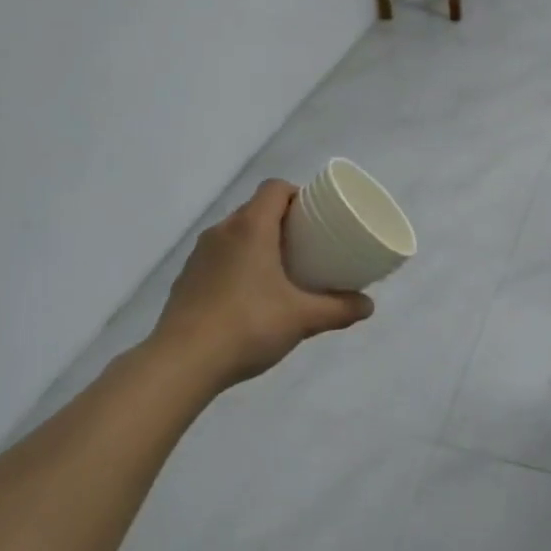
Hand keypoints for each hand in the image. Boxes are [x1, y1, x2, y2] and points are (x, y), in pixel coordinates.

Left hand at [153, 180, 373, 390]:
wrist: (183, 362)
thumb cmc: (248, 326)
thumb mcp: (302, 318)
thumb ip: (338, 309)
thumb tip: (368, 306)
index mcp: (250, 227)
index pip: (275, 188)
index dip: (297, 194)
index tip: (315, 216)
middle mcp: (222, 232)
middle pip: (255, 210)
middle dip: (282, 221)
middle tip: (307, 245)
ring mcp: (199, 255)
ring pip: (235, 234)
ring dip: (258, 243)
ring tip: (281, 270)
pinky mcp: (186, 278)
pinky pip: (219, 258)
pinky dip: (237, 264)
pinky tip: (249, 295)